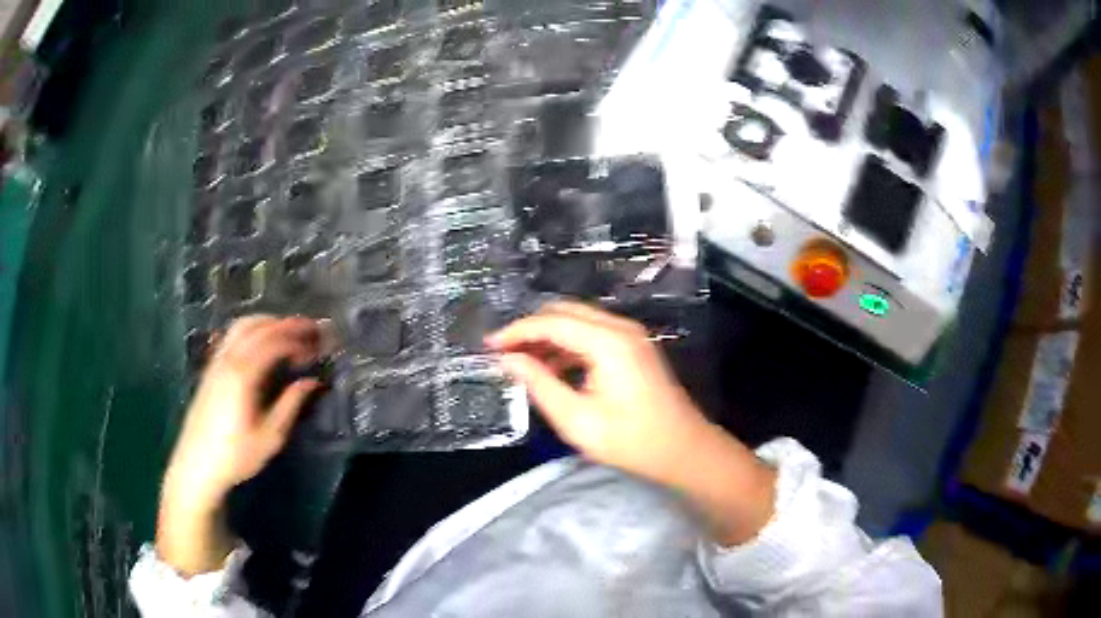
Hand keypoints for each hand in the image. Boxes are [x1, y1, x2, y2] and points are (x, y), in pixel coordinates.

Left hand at [157, 316, 322, 574]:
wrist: (197, 464)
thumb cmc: (236, 455)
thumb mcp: (270, 436)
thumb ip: (291, 404)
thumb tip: (313, 381)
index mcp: (244, 374)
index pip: (275, 342)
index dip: (299, 340)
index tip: (318, 347)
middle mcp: (229, 359)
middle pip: (260, 326)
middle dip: (287, 324)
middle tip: (311, 330)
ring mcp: (217, 361)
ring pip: (243, 326)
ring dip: (268, 323)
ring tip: (288, 332)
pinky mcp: (211, 368)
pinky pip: (232, 335)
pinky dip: (252, 329)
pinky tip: (261, 343)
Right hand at [488, 301, 707, 484]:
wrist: (684, 450)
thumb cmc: (631, 441)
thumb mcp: (577, 419)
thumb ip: (540, 385)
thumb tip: (509, 360)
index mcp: (608, 341)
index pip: (550, 322)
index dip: (516, 332)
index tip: (488, 347)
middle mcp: (620, 327)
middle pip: (564, 313)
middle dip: (530, 329)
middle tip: (502, 353)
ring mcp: (630, 335)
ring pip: (578, 321)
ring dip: (548, 337)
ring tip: (521, 363)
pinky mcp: (634, 347)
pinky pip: (592, 334)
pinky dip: (567, 345)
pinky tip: (552, 369)